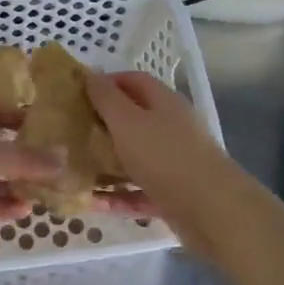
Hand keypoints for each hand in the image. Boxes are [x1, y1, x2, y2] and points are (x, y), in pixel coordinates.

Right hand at [85, 71, 241, 242]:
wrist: (213, 210)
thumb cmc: (165, 157)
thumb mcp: (128, 122)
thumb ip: (107, 98)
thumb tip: (91, 74)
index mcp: (163, 103)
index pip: (133, 81)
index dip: (106, 83)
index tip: (78, 94)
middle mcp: (171, 128)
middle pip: (133, 120)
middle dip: (102, 126)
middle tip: (71, 134)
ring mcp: (174, 162)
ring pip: (135, 158)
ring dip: (107, 164)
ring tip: (76, 170)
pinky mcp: (174, 194)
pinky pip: (140, 191)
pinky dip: (120, 196)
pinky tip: (94, 204)